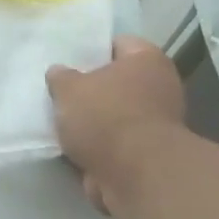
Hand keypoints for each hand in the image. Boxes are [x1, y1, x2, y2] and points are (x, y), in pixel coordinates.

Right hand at [46, 37, 185, 211]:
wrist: (134, 174)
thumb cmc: (104, 116)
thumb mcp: (69, 89)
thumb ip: (60, 77)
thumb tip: (59, 73)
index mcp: (147, 60)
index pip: (118, 43)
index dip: (92, 48)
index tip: (68, 59)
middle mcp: (159, 87)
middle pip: (117, 81)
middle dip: (91, 88)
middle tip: (61, 91)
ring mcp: (156, 123)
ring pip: (114, 114)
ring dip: (93, 120)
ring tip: (60, 121)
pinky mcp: (147, 154)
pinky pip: (114, 142)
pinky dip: (97, 145)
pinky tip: (71, 147)